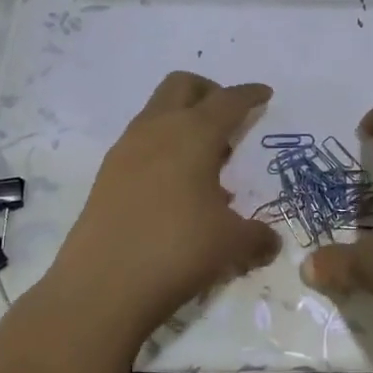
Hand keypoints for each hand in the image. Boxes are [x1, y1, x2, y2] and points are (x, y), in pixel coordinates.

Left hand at [41, 73, 280, 344]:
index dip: (249, 95)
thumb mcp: (231, 244)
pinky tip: (177, 188)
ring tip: (207, 162)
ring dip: (183, 121)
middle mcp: (157, 130)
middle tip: (229, 119)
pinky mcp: (106, 175)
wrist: (101, 287)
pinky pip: (142, 143)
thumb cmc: (177, 250)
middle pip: (182, 85)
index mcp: (193, 134)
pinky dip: (164, 148)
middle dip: (209, 91)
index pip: (228, 100)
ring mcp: (126, 151)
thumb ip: (258, 236)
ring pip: (157, 112)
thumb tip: (271, 241)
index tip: (264, 94)